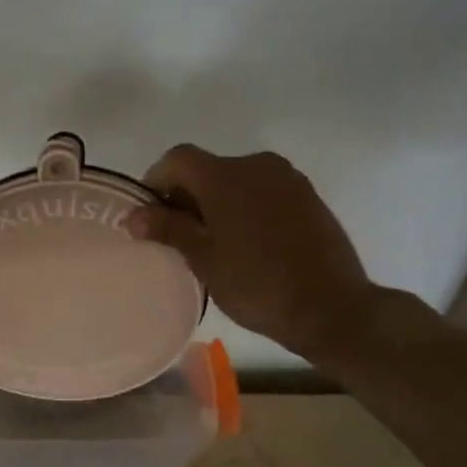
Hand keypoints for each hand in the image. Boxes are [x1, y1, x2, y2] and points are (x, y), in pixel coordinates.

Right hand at [129, 145, 374, 363]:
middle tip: (180, 235)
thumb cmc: (257, 283)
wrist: (331, 307)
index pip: (177, 159)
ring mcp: (288, 179)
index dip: (157, 181)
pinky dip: (248, 207)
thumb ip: (168, 229)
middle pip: (208, 167)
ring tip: (216, 242)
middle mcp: (256, 164)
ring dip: (219, 201)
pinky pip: (265, 192)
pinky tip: (250, 243)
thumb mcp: (204, 258)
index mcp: (225, 175)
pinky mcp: (309, 196)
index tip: (151, 215)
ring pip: (238, 180)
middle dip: (188, 195)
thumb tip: (134, 215)